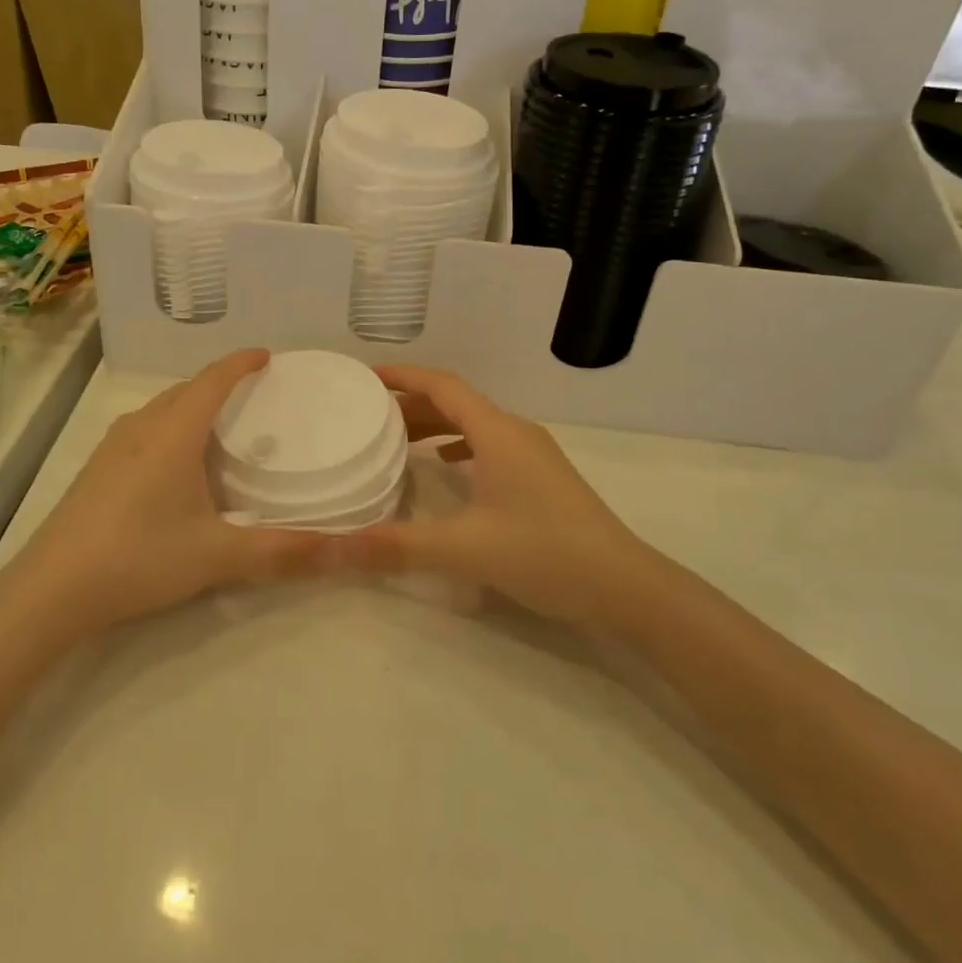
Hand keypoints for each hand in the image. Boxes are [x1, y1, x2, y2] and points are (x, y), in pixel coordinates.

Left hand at [5, 349, 333, 637]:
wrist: (52, 589)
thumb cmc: (139, 557)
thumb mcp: (217, 556)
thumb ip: (282, 551)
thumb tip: (345, 550)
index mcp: (173, 433)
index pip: (213, 380)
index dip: (241, 363)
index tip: (267, 356)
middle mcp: (141, 428)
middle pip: (186, 390)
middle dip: (219, 383)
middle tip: (253, 394)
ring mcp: (112, 447)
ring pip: (161, 409)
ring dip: (191, 405)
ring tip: (219, 424)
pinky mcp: (96, 469)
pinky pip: (143, 430)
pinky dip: (170, 427)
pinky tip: (175, 463)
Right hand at [345, 364, 655, 626]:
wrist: (626, 587)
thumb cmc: (546, 554)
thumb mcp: (465, 549)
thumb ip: (398, 546)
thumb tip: (335, 547)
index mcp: (497, 432)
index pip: (442, 385)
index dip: (403, 375)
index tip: (365, 376)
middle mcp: (515, 432)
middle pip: (455, 401)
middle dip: (411, 403)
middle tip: (368, 414)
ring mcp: (533, 454)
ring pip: (474, 424)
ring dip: (435, 424)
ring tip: (397, 440)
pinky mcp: (542, 476)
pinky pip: (490, 445)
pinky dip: (459, 446)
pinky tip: (446, 467)